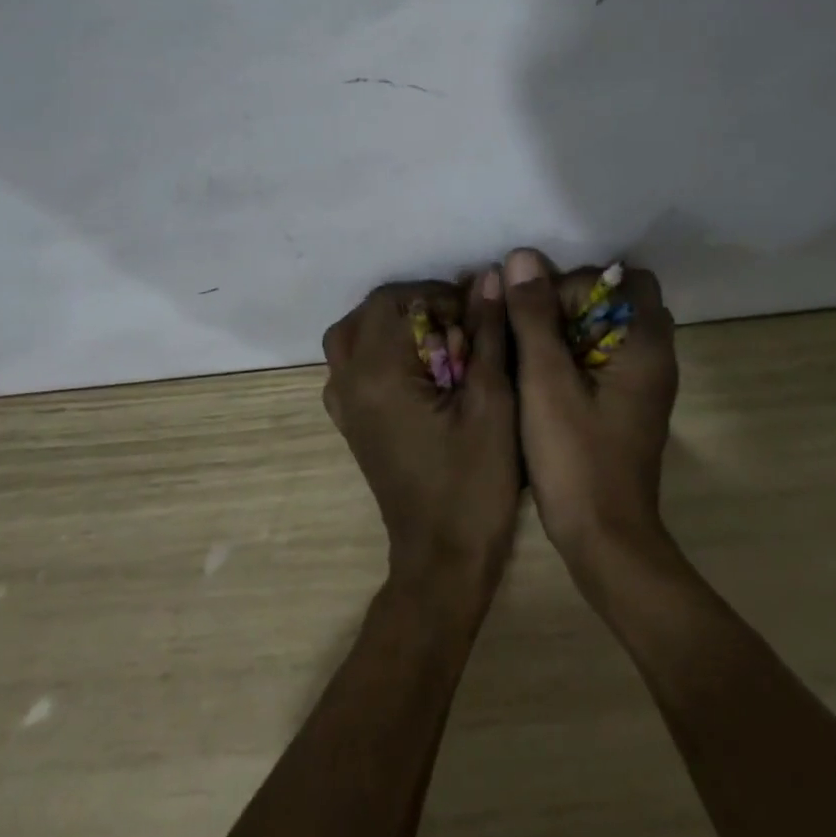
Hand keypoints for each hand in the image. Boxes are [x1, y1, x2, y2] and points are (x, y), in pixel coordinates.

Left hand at [321, 272, 518, 609]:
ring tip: (436, 341)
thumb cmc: (474, 481)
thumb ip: (487, 333)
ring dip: (392, 326)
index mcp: (377, 373)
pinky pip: (350, 366)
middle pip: (368, 313)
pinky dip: (378, 351)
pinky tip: (415, 370)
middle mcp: (348, 382)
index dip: (435, 294)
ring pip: (352, 337)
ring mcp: (342, 405)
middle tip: (457, 324)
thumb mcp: (492, 401)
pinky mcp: (349, 423)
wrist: (442, 559)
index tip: (473, 313)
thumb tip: (488, 277)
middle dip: (414, 306)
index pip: (393, 300)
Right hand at [501, 249, 678, 575]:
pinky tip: (541, 375)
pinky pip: (604, 358)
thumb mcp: (544, 381)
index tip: (544, 308)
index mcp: (646, 346)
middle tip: (533, 327)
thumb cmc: (576, 457)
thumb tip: (523, 257)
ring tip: (531, 348)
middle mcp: (655, 359)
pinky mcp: (628, 406)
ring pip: (608, 331)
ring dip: (570, 329)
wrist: (605, 541)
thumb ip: (534, 316)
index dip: (583, 282)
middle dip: (573, 303)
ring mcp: (644, 386)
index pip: (626, 279)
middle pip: (619, 301)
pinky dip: (575, 354)